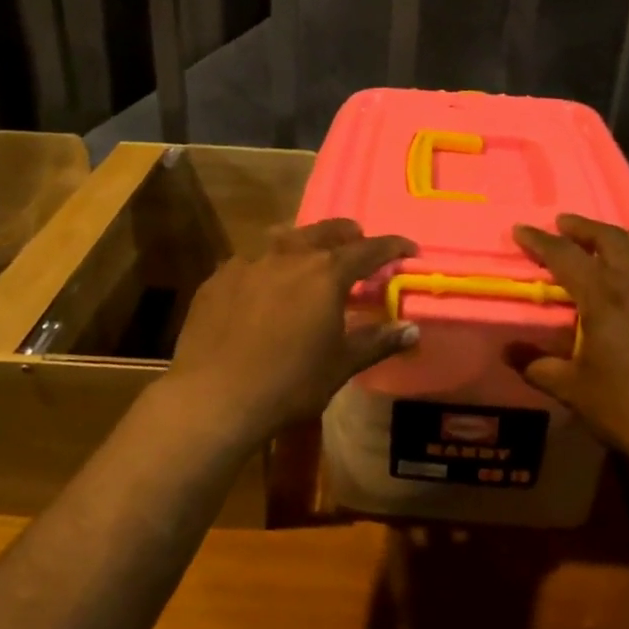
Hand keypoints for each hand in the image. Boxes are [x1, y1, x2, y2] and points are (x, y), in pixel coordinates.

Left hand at [163, 219, 418, 449]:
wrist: (215, 397)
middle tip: (359, 245)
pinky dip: (268, 265)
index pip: (368, 249)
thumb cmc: (290, 383)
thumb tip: (413, 329)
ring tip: (311, 257)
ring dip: (305, 242)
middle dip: (348, 235)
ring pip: (284, 238)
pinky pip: (250, 260)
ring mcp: (248, 262)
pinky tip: (264, 286)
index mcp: (326, 273)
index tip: (408, 249)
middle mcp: (288, 255)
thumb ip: (378, 341)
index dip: (392, 246)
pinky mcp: (218, 277)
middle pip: (326, 231)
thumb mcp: (341, 365)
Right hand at [509, 214, 628, 471]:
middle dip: (583, 227)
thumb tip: (508, 351)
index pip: (565, 255)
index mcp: (604, 295)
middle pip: (611, 238)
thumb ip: (536, 364)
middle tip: (564, 224)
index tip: (521, 229)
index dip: (540, 241)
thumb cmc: (624, 406)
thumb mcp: (570, 387)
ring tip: (616, 241)